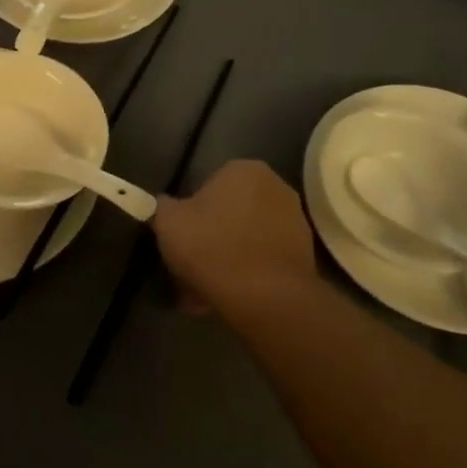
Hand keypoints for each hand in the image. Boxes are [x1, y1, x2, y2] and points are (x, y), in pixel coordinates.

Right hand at [152, 160, 316, 319]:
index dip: (190, 213)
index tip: (180, 237)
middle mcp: (276, 187)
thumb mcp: (168, 222)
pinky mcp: (304, 255)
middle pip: (230, 213)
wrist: (266, 296)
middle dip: (209, 238)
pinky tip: (225, 297)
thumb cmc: (212, 246)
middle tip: (188, 266)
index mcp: (244, 170)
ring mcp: (295, 222)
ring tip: (202, 291)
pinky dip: (245, 275)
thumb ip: (162, 207)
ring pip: (245, 239)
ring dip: (225, 259)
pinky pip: (262, 260)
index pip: (208, 185)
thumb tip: (165, 205)